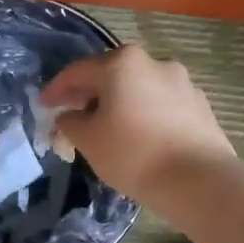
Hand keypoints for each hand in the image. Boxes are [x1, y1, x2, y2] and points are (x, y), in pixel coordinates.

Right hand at [39, 47, 235, 202]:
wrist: (199, 180)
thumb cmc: (133, 153)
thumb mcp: (87, 140)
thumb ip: (70, 122)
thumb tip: (70, 116)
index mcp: (121, 63)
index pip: (77, 72)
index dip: (56, 90)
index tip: (43, 106)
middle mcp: (153, 62)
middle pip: (110, 75)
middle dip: (88, 94)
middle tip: (72, 114)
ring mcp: (182, 82)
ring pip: (138, 89)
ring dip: (118, 103)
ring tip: (106, 127)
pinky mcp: (200, 105)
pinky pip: (160, 104)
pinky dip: (143, 114)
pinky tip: (138, 136)